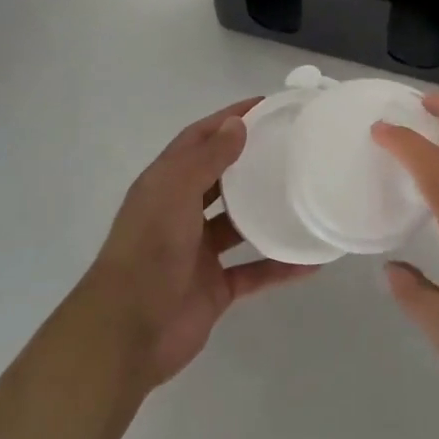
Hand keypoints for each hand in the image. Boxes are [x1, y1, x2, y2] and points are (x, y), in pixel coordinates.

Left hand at [81, 98, 316, 389]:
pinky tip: (312, 259)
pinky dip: (279, 266)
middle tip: (293, 147)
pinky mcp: (214, 288)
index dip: (228, 119)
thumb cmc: (149, 251)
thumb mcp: (175, 193)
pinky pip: (254, 271)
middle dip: (250, 161)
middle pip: (220, 179)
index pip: (198, 139)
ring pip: (239, 225)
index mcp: (165, 185)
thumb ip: (207, 159)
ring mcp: (198, 252)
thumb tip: (237, 123)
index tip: (266, 105)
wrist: (127, 333)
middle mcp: (180, 213)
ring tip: (306, 195)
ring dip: (267, 212)